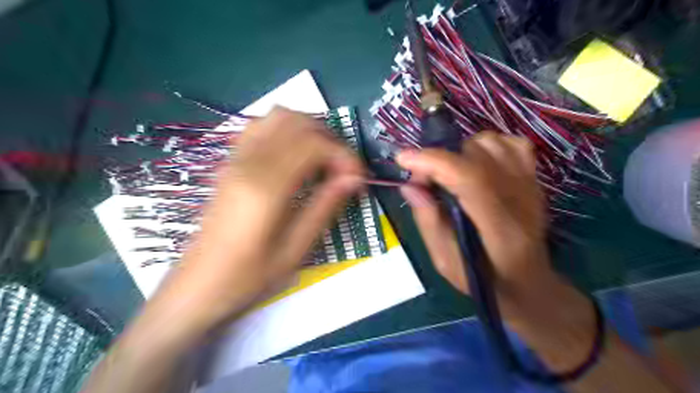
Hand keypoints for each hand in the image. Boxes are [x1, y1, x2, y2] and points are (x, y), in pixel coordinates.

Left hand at [151, 108, 362, 334]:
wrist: (197, 287)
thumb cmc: (248, 278)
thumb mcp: (294, 250)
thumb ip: (325, 207)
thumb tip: (353, 178)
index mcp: (265, 188)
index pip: (314, 145)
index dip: (344, 155)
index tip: (358, 179)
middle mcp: (248, 163)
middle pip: (297, 122)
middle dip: (330, 139)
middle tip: (344, 169)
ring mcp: (234, 159)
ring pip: (278, 117)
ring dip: (309, 130)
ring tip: (325, 160)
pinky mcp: (230, 163)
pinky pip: (261, 127)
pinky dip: (287, 131)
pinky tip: (297, 157)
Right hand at [399, 131, 551, 298]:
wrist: (529, 282)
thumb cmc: (484, 279)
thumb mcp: (445, 262)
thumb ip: (428, 221)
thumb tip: (410, 184)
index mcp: (498, 227)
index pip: (469, 178)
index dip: (433, 162)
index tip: (403, 159)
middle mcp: (519, 198)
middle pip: (476, 155)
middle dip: (440, 160)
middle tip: (425, 180)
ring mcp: (530, 184)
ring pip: (491, 143)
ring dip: (461, 151)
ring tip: (450, 173)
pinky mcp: (533, 178)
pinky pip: (511, 143)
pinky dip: (488, 146)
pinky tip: (477, 164)